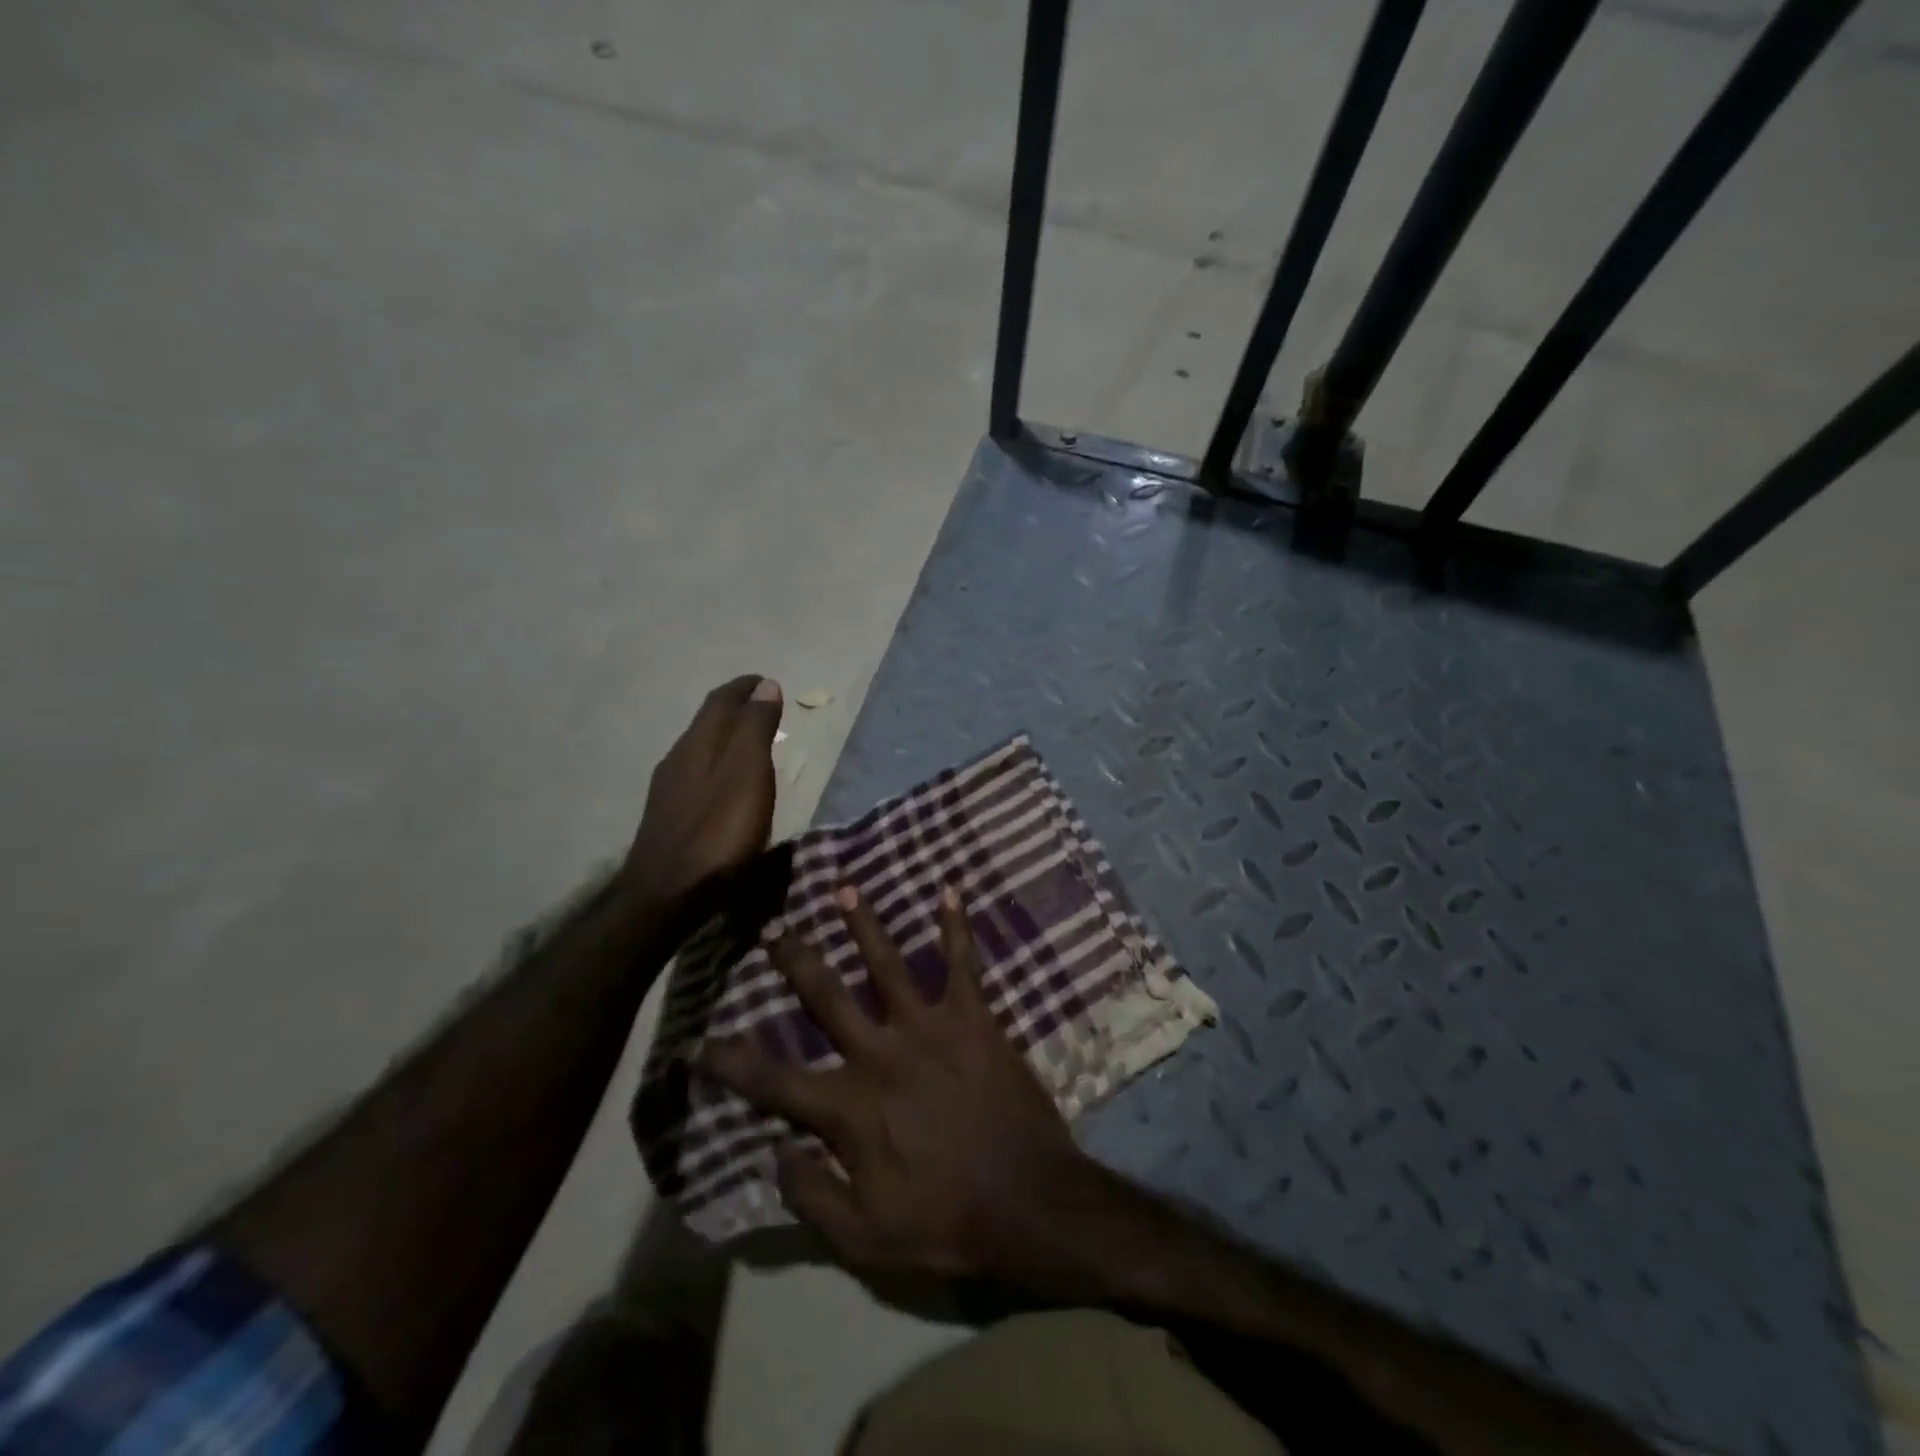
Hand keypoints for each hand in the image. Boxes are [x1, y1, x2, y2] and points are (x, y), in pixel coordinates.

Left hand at [623, 675, 782, 921]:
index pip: (720, 700)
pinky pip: (697, 772)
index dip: (744, 687)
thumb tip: (765, 684)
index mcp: (698, 743)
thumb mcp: (748, 774)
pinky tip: (726, 781)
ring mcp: (669, 789)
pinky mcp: (669, 816)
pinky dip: (718, 762)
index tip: (765, 680)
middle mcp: (678, 758)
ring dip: (726, 736)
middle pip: (707, 722)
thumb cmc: (718, 833)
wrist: (666, 895)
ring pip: (700, 747)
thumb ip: (756, 728)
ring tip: (751, 739)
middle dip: (735, 708)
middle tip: (763, 705)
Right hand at [700, 885, 1096, 1281]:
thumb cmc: (947, 1221)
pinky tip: (951, 889)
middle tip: (770, 927)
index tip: (696, 1041)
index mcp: (849, 1107)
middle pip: (825, 997)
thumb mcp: (865, 1238)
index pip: (772, 1081)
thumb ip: (811, 1196)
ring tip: (843, 886)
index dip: (728, 1063)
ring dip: (863, 923)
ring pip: (887, 963)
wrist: (1029, 1200)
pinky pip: (963, 962)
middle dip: (793, 960)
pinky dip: (957, 925)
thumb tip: (774, 1150)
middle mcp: (880, 1054)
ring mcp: (928, 1028)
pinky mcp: (973, 1017)